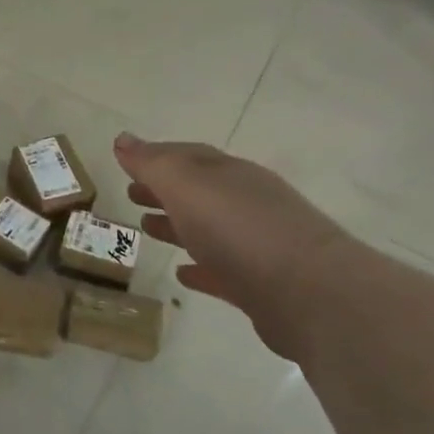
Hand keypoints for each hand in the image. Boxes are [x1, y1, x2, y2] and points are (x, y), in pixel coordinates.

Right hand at [115, 132, 349, 362]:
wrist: (311, 294)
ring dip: (177, 225)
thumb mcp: (186, 185)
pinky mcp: (262, 286)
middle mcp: (245, 202)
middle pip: (197, 191)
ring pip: (208, 228)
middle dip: (164, 189)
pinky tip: (183, 274)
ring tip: (146, 228)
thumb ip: (153, 164)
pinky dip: (200, 268)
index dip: (155, 157)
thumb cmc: (239, 228)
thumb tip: (122, 139)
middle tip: (131, 194)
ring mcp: (257, 244)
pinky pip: (222, 271)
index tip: (126, 162)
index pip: (187, 156)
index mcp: (228, 174)